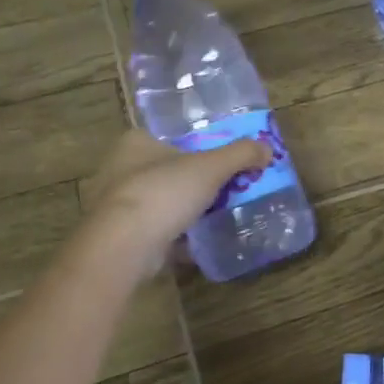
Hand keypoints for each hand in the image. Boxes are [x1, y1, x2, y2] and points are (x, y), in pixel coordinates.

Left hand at [81, 129, 272, 270]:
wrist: (124, 246)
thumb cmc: (163, 193)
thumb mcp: (211, 167)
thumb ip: (240, 155)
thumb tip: (267, 149)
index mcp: (135, 142)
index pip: (168, 137)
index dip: (194, 146)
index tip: (217, 160)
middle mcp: (119, 168)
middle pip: (165, 169)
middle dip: (191, 181)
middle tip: (222, 188)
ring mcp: (117, 204)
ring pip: (159, 201)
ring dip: (182, 209)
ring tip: (213, 215)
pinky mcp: (119, 235)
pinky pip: (154, 230)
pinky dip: (173, 235)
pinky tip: (196, 242)